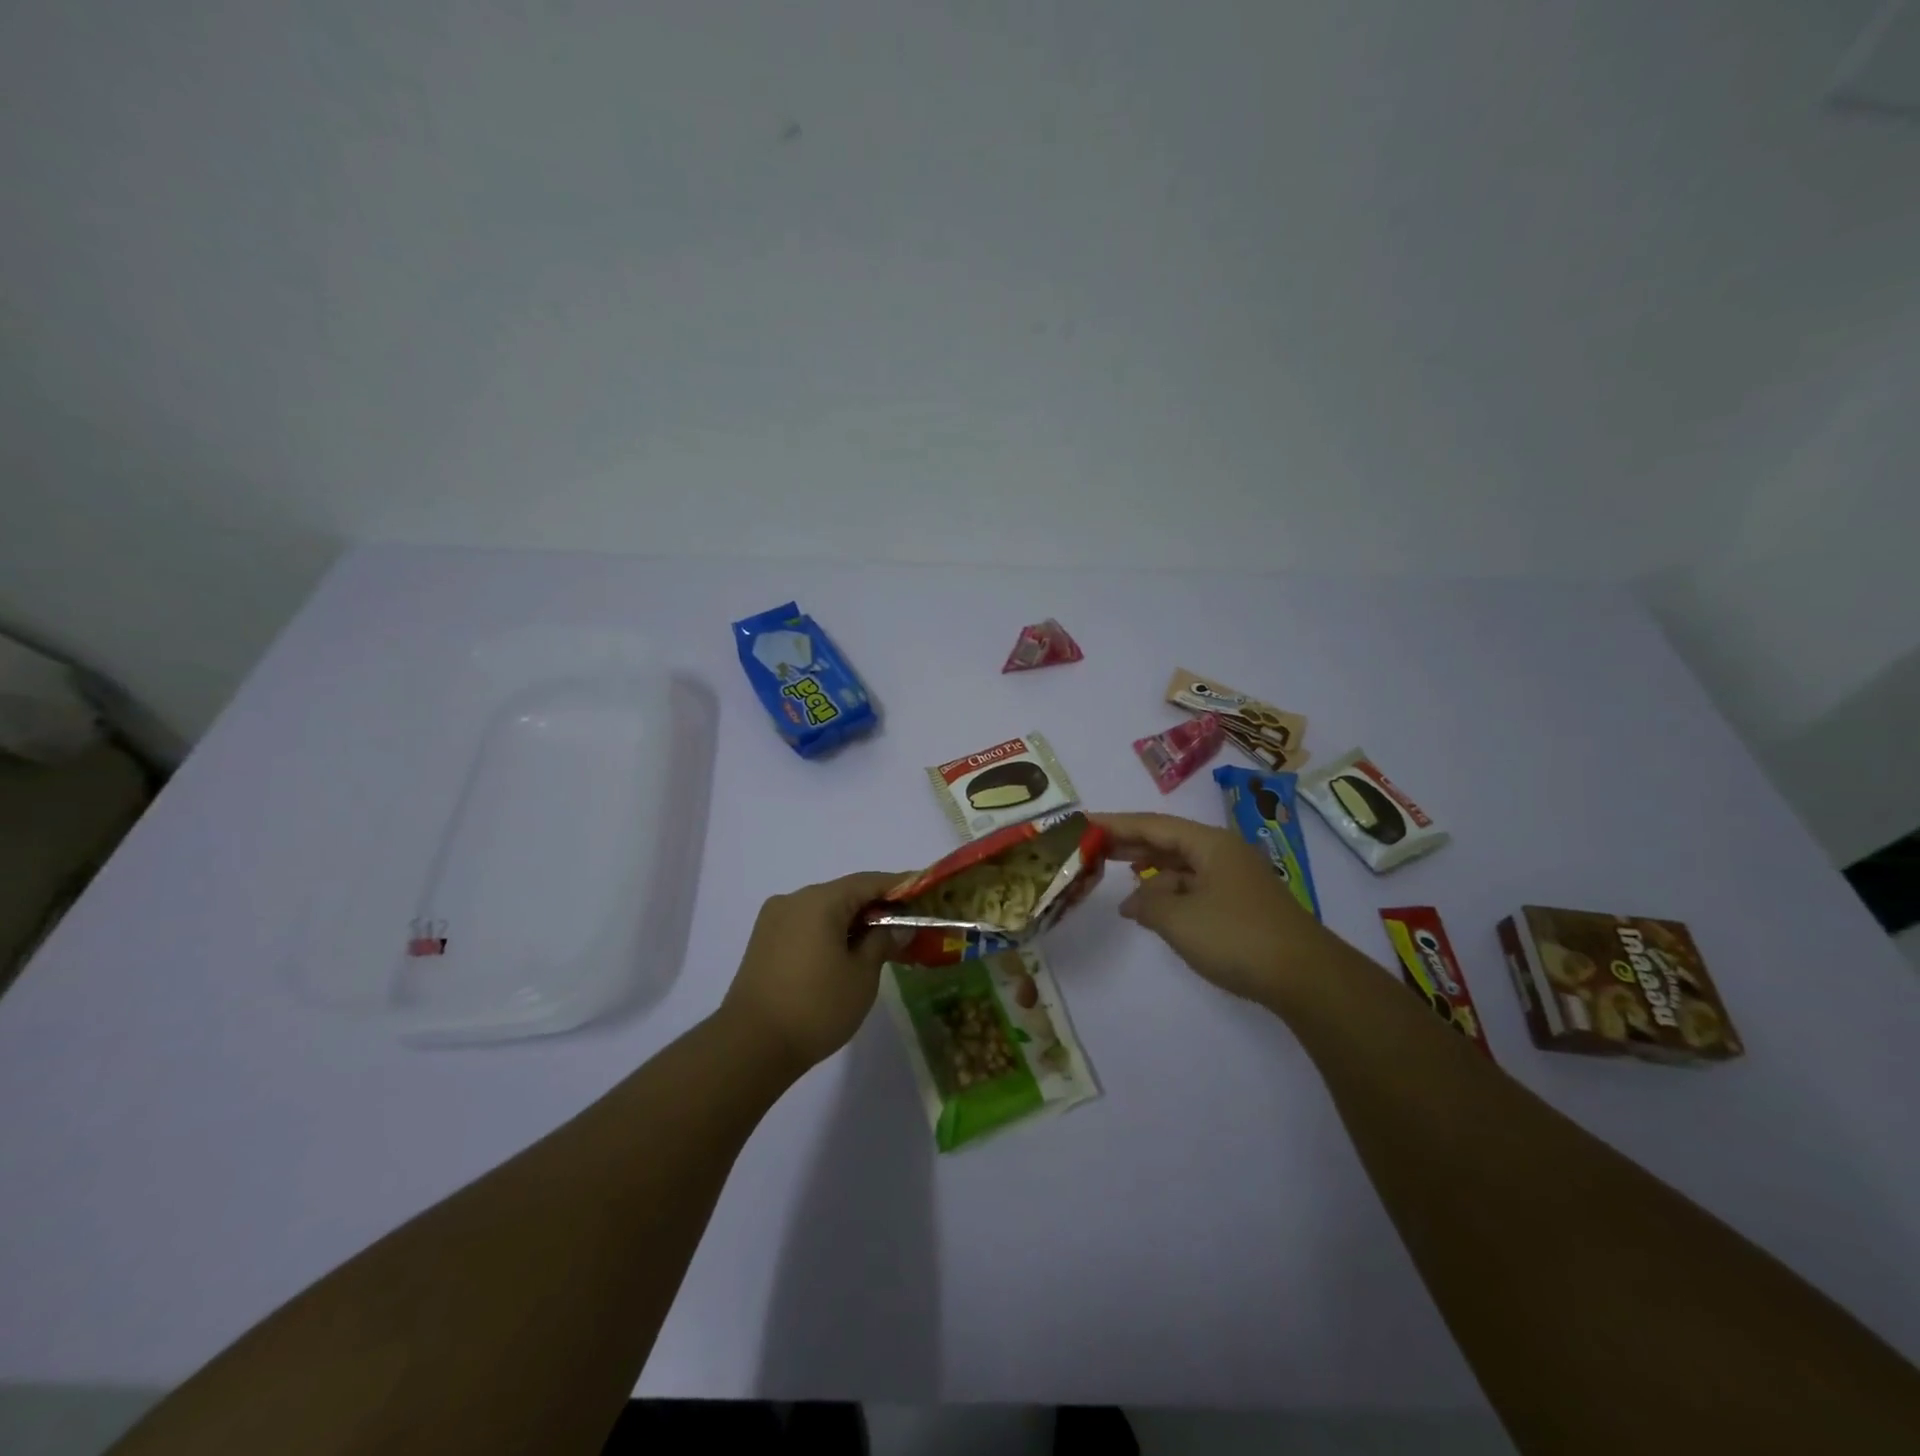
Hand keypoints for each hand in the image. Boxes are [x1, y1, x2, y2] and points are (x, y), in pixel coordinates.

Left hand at [721, 870, 907, 1076]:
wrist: (750, 1047)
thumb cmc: (816, 1007)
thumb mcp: (862, 975)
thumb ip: (883, 942)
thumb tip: (899, 926)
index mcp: (820, 901)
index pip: (869, 882)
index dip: (900, 886)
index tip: (925, 890)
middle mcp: (794, 900)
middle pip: (845, 894)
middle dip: (877, 906)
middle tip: (908, 922)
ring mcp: (774, 920)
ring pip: (824, 910)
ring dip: (852, 921)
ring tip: (881, 941)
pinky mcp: (763, 942)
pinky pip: (806, 926)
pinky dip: (830, 932)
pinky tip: (847, 953)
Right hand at [1095, 812, 1341, 1007]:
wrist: (1306, 977)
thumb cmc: (1237, 937)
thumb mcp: (1179, 919)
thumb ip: (1147, 903)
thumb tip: (1134, 902)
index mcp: (1209, 843)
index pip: (1152, 824)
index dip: (1115, 824)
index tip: (1083, 823)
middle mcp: (1222, 853)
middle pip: (1167, 840)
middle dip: (1130, 844)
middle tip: (1091, 846)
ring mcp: (1235, 879)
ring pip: (1181, 866)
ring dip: (1149, 873)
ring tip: (1115, 880)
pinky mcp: (1241, 904)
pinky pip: (1194, 887)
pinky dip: (1169, 894)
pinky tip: (1152, 910)